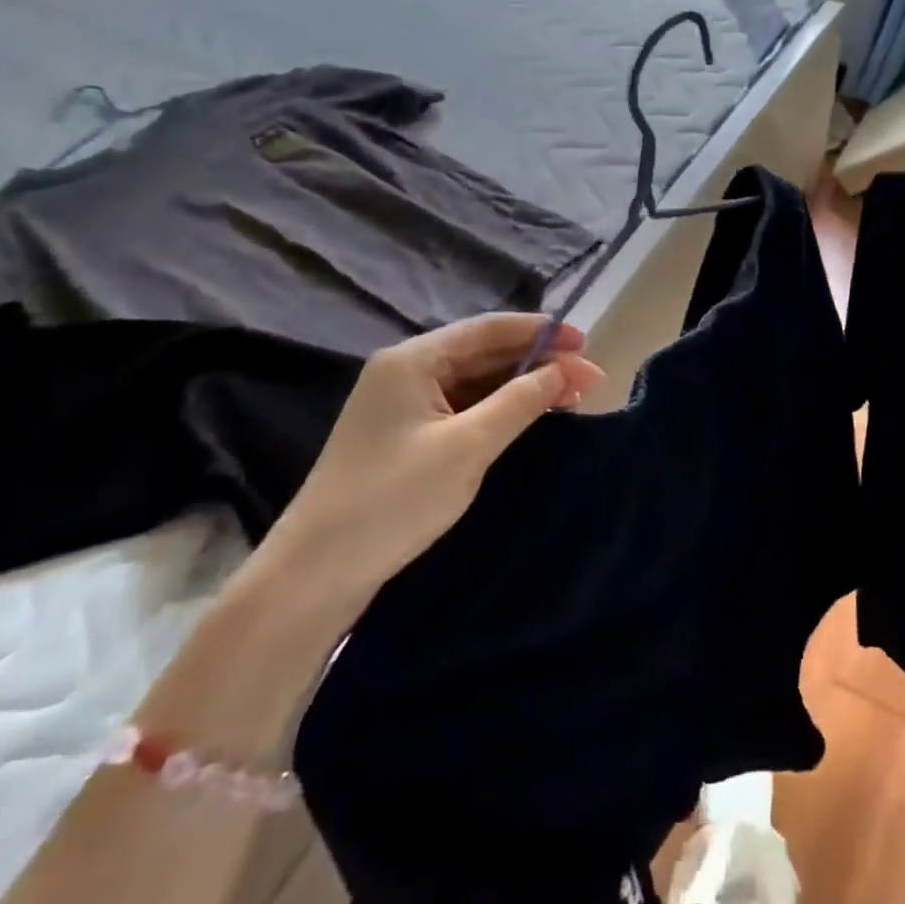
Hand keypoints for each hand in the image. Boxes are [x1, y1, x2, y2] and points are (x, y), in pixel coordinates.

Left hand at [252, 314, 604, 628]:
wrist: (316, 574)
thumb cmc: (394, 499)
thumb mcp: (468, 447)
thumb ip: (519, 402)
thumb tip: (564, 370)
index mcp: (413, 361)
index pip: (488, 329)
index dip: (540, 332)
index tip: (585, 343)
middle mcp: (407, 372)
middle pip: (484, 353)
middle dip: (538, 362)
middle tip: (589, 380)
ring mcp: (404, 406)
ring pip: (477, 382)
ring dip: (522, 387)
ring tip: (570, 398)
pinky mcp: (407, 436)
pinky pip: (464, 408)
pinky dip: (500, 409)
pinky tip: (529, 418)